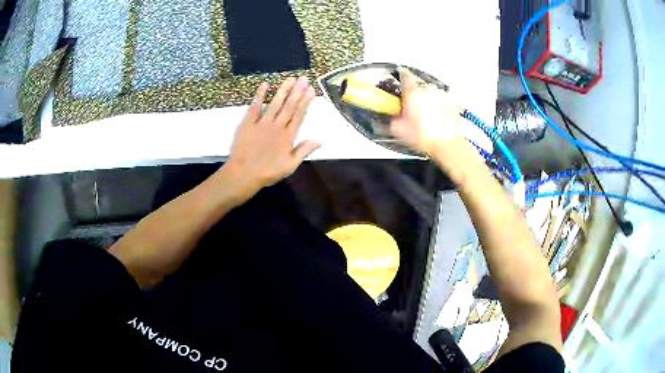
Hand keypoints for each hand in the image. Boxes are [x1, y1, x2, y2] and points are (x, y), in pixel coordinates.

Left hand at [225, 76, 319, 191]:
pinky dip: (260, 95)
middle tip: (303, 78)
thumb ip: (304, 151)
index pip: (299, 115)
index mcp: (288, 136)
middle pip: (289, 106)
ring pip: (275, 103)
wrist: (244, 174)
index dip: (305, 102)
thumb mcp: (290, 165)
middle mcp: (277, 126)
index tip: (311, 90)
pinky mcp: (248, 123)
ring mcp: (262, 123)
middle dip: (297, 91)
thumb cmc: (268, 172)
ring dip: (283, 90)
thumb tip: (320, 140)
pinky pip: (255, 106)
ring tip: (290, 78)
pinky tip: (265, 85)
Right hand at [390, 68, 463, 154]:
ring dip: (426, 99)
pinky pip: (441, 100)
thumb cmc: (425, 137)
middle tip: (410, 106)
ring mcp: (441, 95)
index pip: (404, 74)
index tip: (398, 77)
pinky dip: (437, 105)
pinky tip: (435, 117)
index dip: (399, 75)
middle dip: (413, 93)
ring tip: (424, 115)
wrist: (447, 145)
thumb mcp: (398, 129)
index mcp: (413, 91)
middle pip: (417, 84)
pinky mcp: (451, 103)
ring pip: (430, 92)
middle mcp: (428, 89)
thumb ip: (392, 116)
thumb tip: (393, 115)